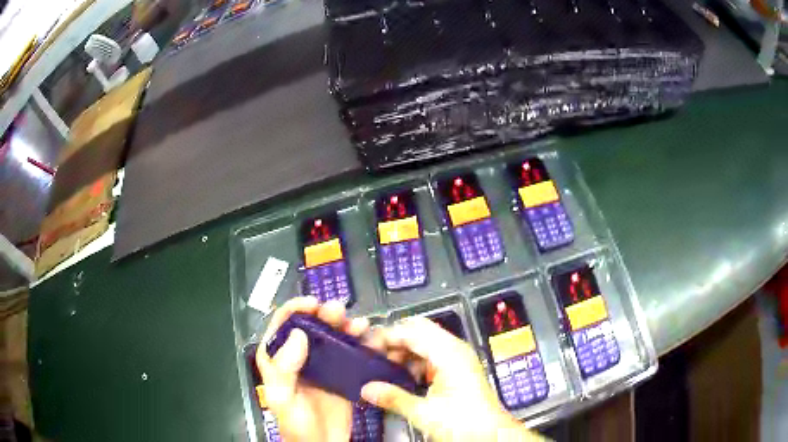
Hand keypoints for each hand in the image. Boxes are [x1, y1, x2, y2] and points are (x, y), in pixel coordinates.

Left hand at [256, 296, 370, 441]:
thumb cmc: (296, 424)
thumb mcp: (282, 397)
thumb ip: (283, 368)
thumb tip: (298, 334)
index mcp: (278, 359)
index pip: (283, 325)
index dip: (296, 309)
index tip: (313, 303)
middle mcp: (300, 356)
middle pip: (312, 326)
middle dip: (325, 315)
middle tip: (339, 311)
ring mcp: (324, 364)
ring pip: (334, 336)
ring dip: (346, 326)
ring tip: (359, 325)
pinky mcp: (344, 373)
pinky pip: (352, 352)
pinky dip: (362, 343)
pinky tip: (370, 339)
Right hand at [361, 317, 544, 440]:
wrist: (491, 435)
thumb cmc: (464, 423)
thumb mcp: (425, 413)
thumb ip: (393, 398)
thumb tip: (366, 389)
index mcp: (449, 353)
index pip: (412, 331)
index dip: (386, 336)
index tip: (365, 347)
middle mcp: (454, 350)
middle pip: (418, 332)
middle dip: (393, 341)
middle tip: (371, 356)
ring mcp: (456, 359)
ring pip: (423, 344)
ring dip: (402, 353)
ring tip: (381, 368)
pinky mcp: (455, 370)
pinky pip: (429, 357)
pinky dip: (412, 363)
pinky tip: (400, 377)